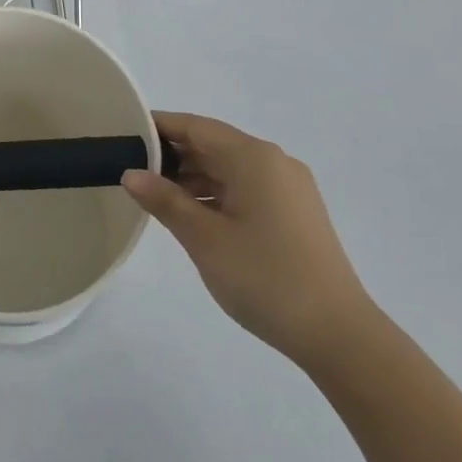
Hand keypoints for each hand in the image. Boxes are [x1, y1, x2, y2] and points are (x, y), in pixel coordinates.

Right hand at [123, 112, 372, 368]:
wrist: (338, 335)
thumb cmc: (264, 278)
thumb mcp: (204, 238)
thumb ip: (164, 200)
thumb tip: (130, 173)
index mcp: (253, 157)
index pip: (195, 127)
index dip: (157, 127)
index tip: (122, 134)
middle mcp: (274, 162)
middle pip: (213, 144)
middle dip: (172, 155)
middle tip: (130, 168)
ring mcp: (289, 188)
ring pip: (229, 168)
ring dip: (192, 177)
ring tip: (154, 196)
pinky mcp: (295, 213)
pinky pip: (246, 188)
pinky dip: (216, 194)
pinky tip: (192, 215)